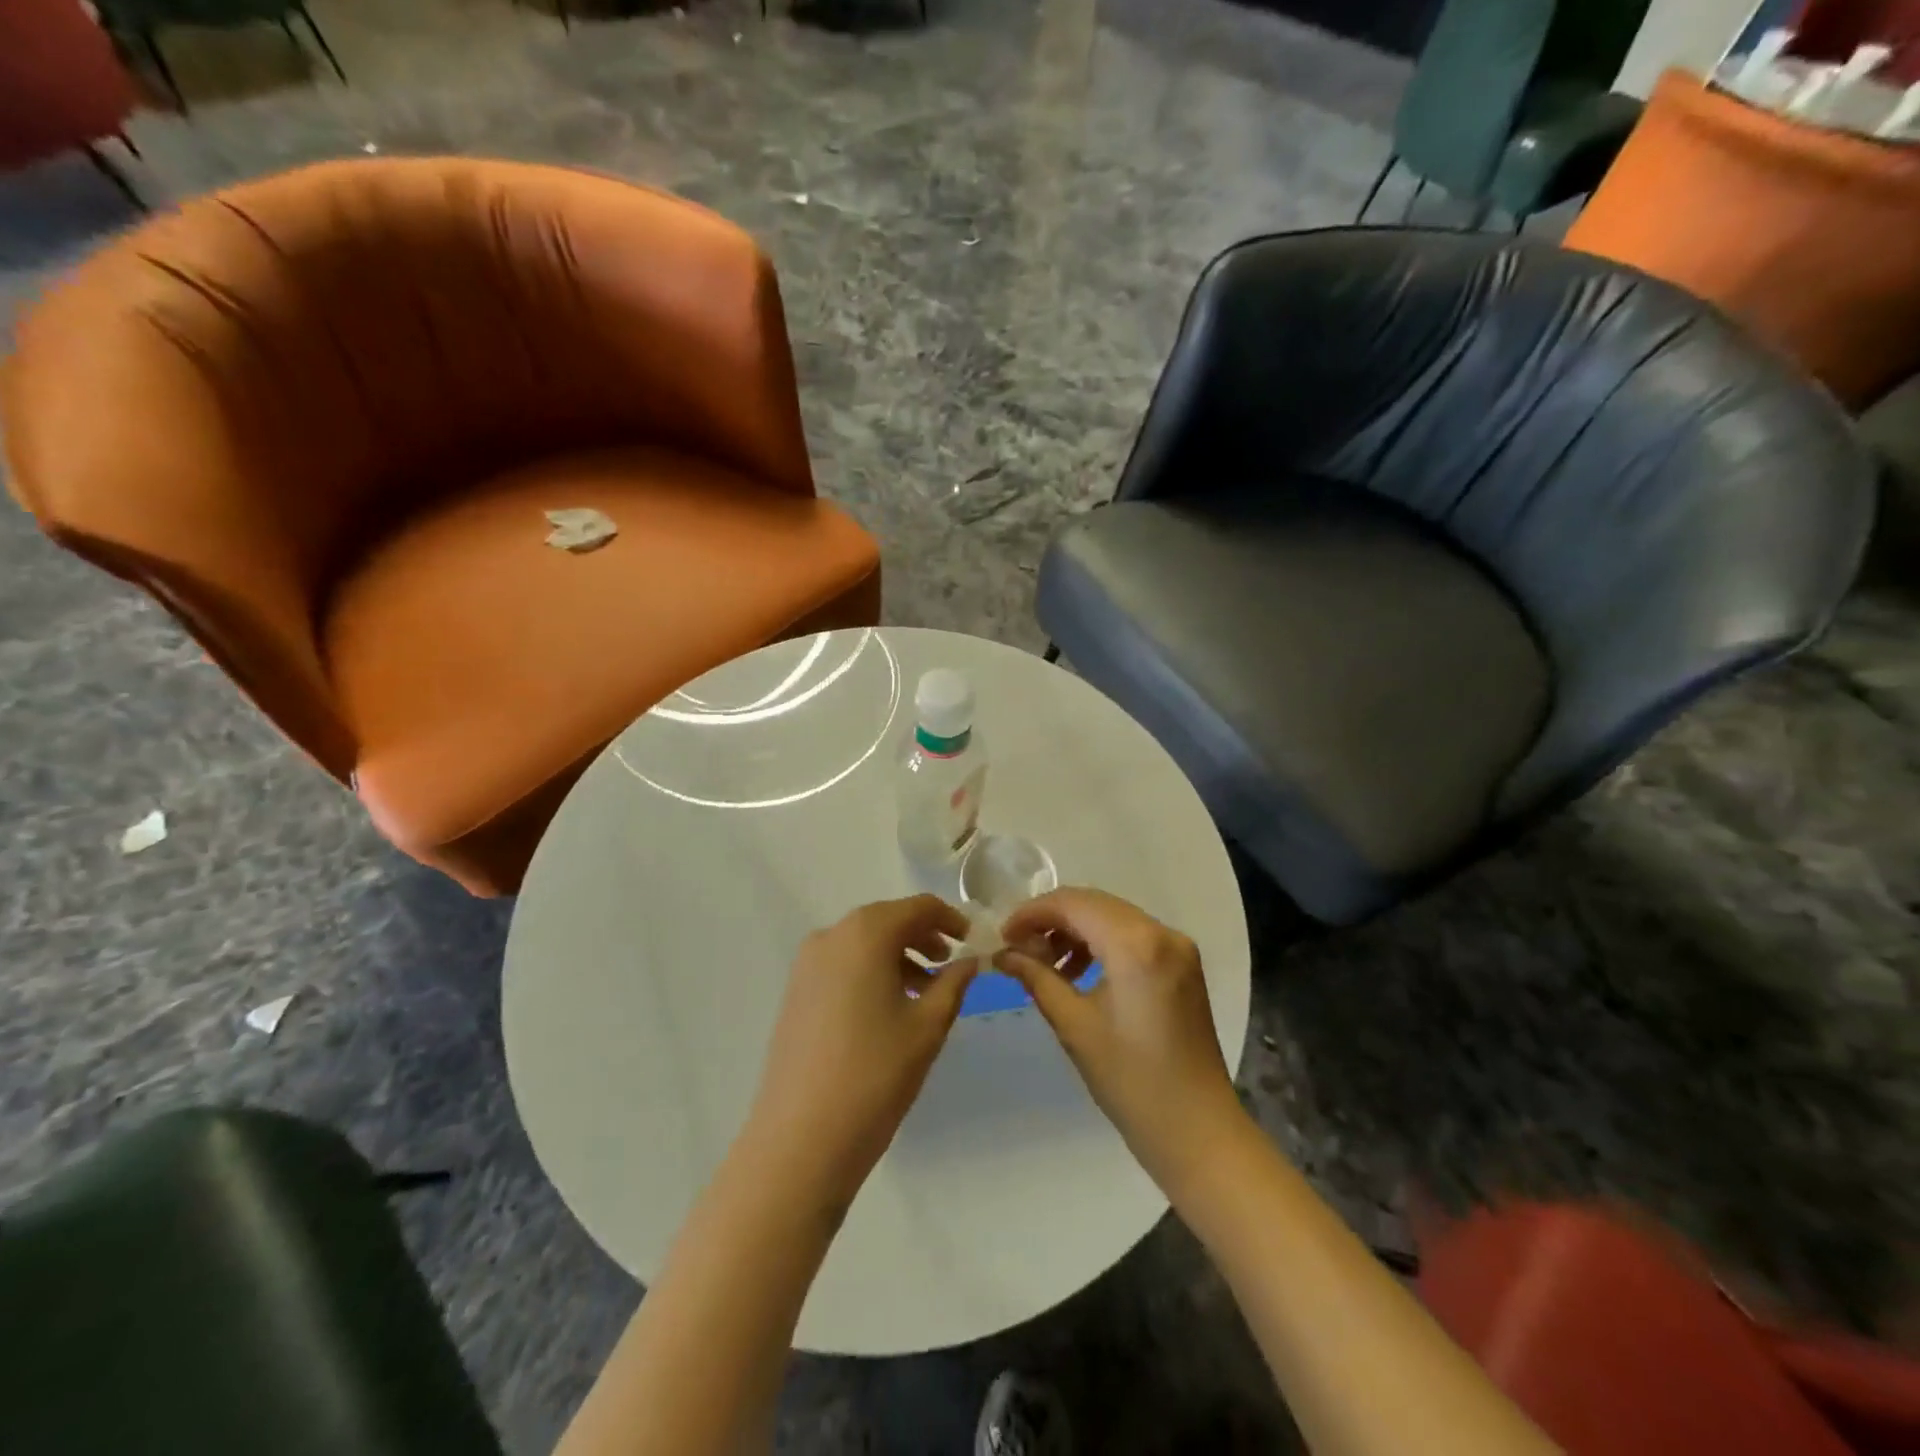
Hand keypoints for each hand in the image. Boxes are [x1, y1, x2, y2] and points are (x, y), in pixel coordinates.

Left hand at [746, 895, 977, 1207]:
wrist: (801, 1138)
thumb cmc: (875, 1074)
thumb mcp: (928, 1026)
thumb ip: (954, 982)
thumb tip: (970, 960)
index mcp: (866, 933)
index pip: (918, 907)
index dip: (951, 919)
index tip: (974, 940)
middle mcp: (832, 935)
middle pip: (888, 920)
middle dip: (923, 936)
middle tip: (952, 963)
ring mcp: (807, 963)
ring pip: (864, 942)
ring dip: (898, 955)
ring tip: (926, 990)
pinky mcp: (796, 991)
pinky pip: (843, 963)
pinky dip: (872, 971)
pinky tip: (890, 1006)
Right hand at [996, 888, 1243, 1192]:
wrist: (1199, 1132)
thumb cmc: (1132, 1082)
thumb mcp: (1075, 1026)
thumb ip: (1037, 978)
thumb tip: (1003, 954)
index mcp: (1136, 944)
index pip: (1074, 904)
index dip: (1032, 913)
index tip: (1002, 935)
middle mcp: (1162, 932)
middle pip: (1094, 904)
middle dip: (1051, 919)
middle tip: (1017, 947)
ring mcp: (1177, 946)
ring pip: (1113, 917)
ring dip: (1075, 930)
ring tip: (1044, 964)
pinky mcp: (1182, 964)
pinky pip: (1132, 935)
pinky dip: (1100, 943)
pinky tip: (1077, 972)